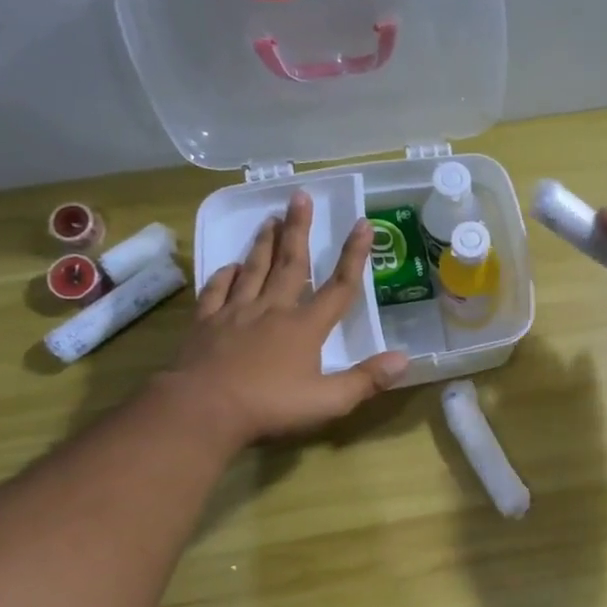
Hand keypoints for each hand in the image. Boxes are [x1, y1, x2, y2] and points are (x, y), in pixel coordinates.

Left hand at [165, 191, 408, 446]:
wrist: (203, 409)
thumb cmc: (270, 407)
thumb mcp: (328, 402)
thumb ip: (366, 380)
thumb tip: (404, 359)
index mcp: (305, 327)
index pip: (338, 287)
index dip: (354, 256)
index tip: (363, 223)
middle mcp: (273, 310)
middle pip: (291, 263)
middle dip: (298, 229)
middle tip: (300, 196)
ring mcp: (236, 313)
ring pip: (254, 269)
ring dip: (264, 243)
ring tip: (270, 218)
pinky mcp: (206, 323)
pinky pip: (217, 291)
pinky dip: (225, 275)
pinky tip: (230, 266)